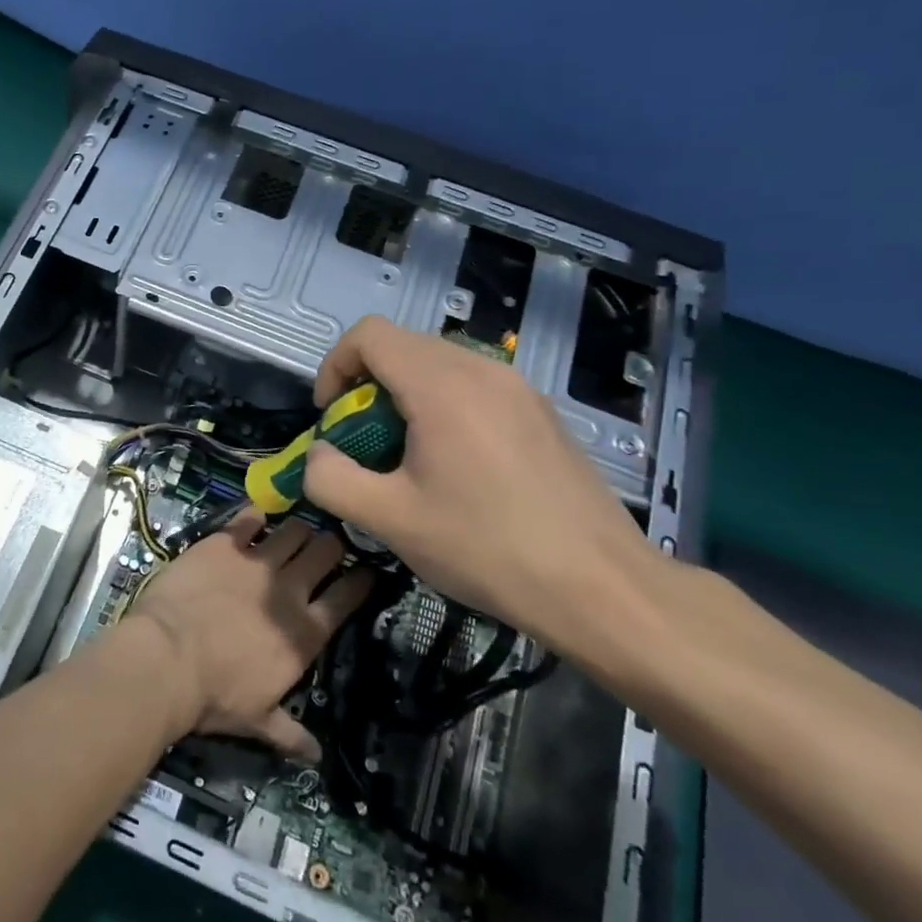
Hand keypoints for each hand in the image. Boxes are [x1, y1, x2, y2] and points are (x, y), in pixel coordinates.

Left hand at [127, 512, 369, 761]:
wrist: (166, 658)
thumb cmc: (214, 696)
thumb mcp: (257, 721)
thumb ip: (290, 733)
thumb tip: (316, 756)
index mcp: (305, 633)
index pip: (347, 598)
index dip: (360, 581)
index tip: (365, 571)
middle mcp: (288, 589)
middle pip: (325, 552)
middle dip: (331, 545)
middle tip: (325, 545)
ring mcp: (256, 561)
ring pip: (293, 529)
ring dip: (298, 527)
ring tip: (295, 527)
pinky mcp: (223, 543)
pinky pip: (248, 517)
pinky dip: (256, 514)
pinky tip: (257, 513)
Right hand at [302, 316, 656, 648]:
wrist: (601, 587)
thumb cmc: (487, 548)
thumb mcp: (389, 520)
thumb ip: (331, 478)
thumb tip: (319, 454)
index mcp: (442, 385)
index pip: (369, 334)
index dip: (335, 366)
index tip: (332, 417)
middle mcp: (483, 370)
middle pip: (403, 346)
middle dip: (366, 385)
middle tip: (364, 442)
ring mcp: (519, 389)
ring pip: (440, 364)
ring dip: (405, 396)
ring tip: (407, 456)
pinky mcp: (541, 412)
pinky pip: (475, 386)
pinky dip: (444, 406)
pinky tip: (457, 466)